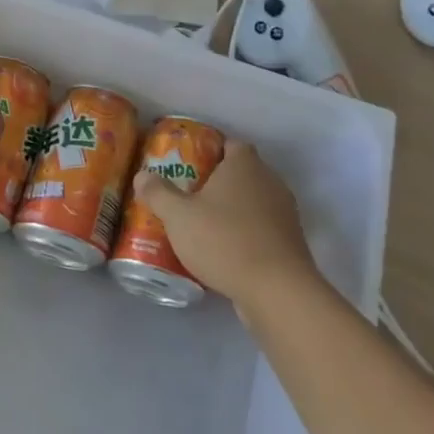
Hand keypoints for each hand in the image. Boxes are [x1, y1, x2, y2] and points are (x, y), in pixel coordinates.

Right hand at [132, 140, 319, 309]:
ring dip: (233, 209)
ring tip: (203, 223)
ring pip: (253, 201)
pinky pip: (262, 227)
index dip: (209, 150)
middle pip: (241, 172)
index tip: (187, 163)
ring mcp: (285, 212)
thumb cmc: (224, 240)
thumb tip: (142, 175)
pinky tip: (225, 250)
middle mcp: (269, 181)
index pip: (229, 143)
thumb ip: (158, 193)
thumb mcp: (178, 216)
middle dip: (217, 181)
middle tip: (188, 194)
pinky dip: (246, 232)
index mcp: (244, 164)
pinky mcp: (291, 241)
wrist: (277, 290)